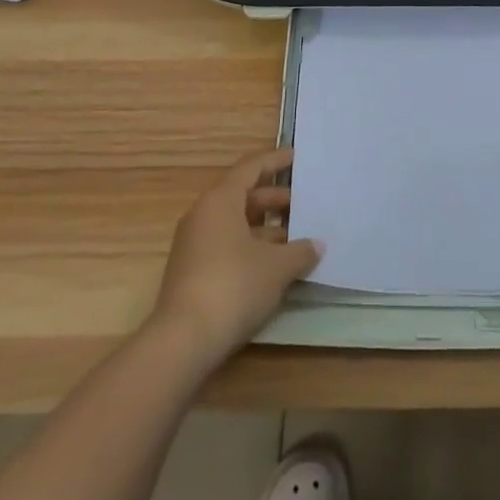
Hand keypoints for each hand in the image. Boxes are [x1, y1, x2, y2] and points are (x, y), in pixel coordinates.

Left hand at [150, 148, 320, 364]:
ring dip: (264, 227)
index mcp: (220, 200)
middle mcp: (203, 215)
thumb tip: (316, 245)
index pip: (250, 168)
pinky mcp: (192, 273)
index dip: (275, 161)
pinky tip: (274, 264)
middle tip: (303, 203)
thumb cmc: (233, 286)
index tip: (295, 157)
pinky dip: (251, 247)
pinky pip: (227, 245)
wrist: (182, 342)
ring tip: (295, 237)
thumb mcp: (276, 267)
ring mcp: (194, 245)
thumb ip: (300, 251)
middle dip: (274, 199)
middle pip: (242, 196)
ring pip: (235, 223)